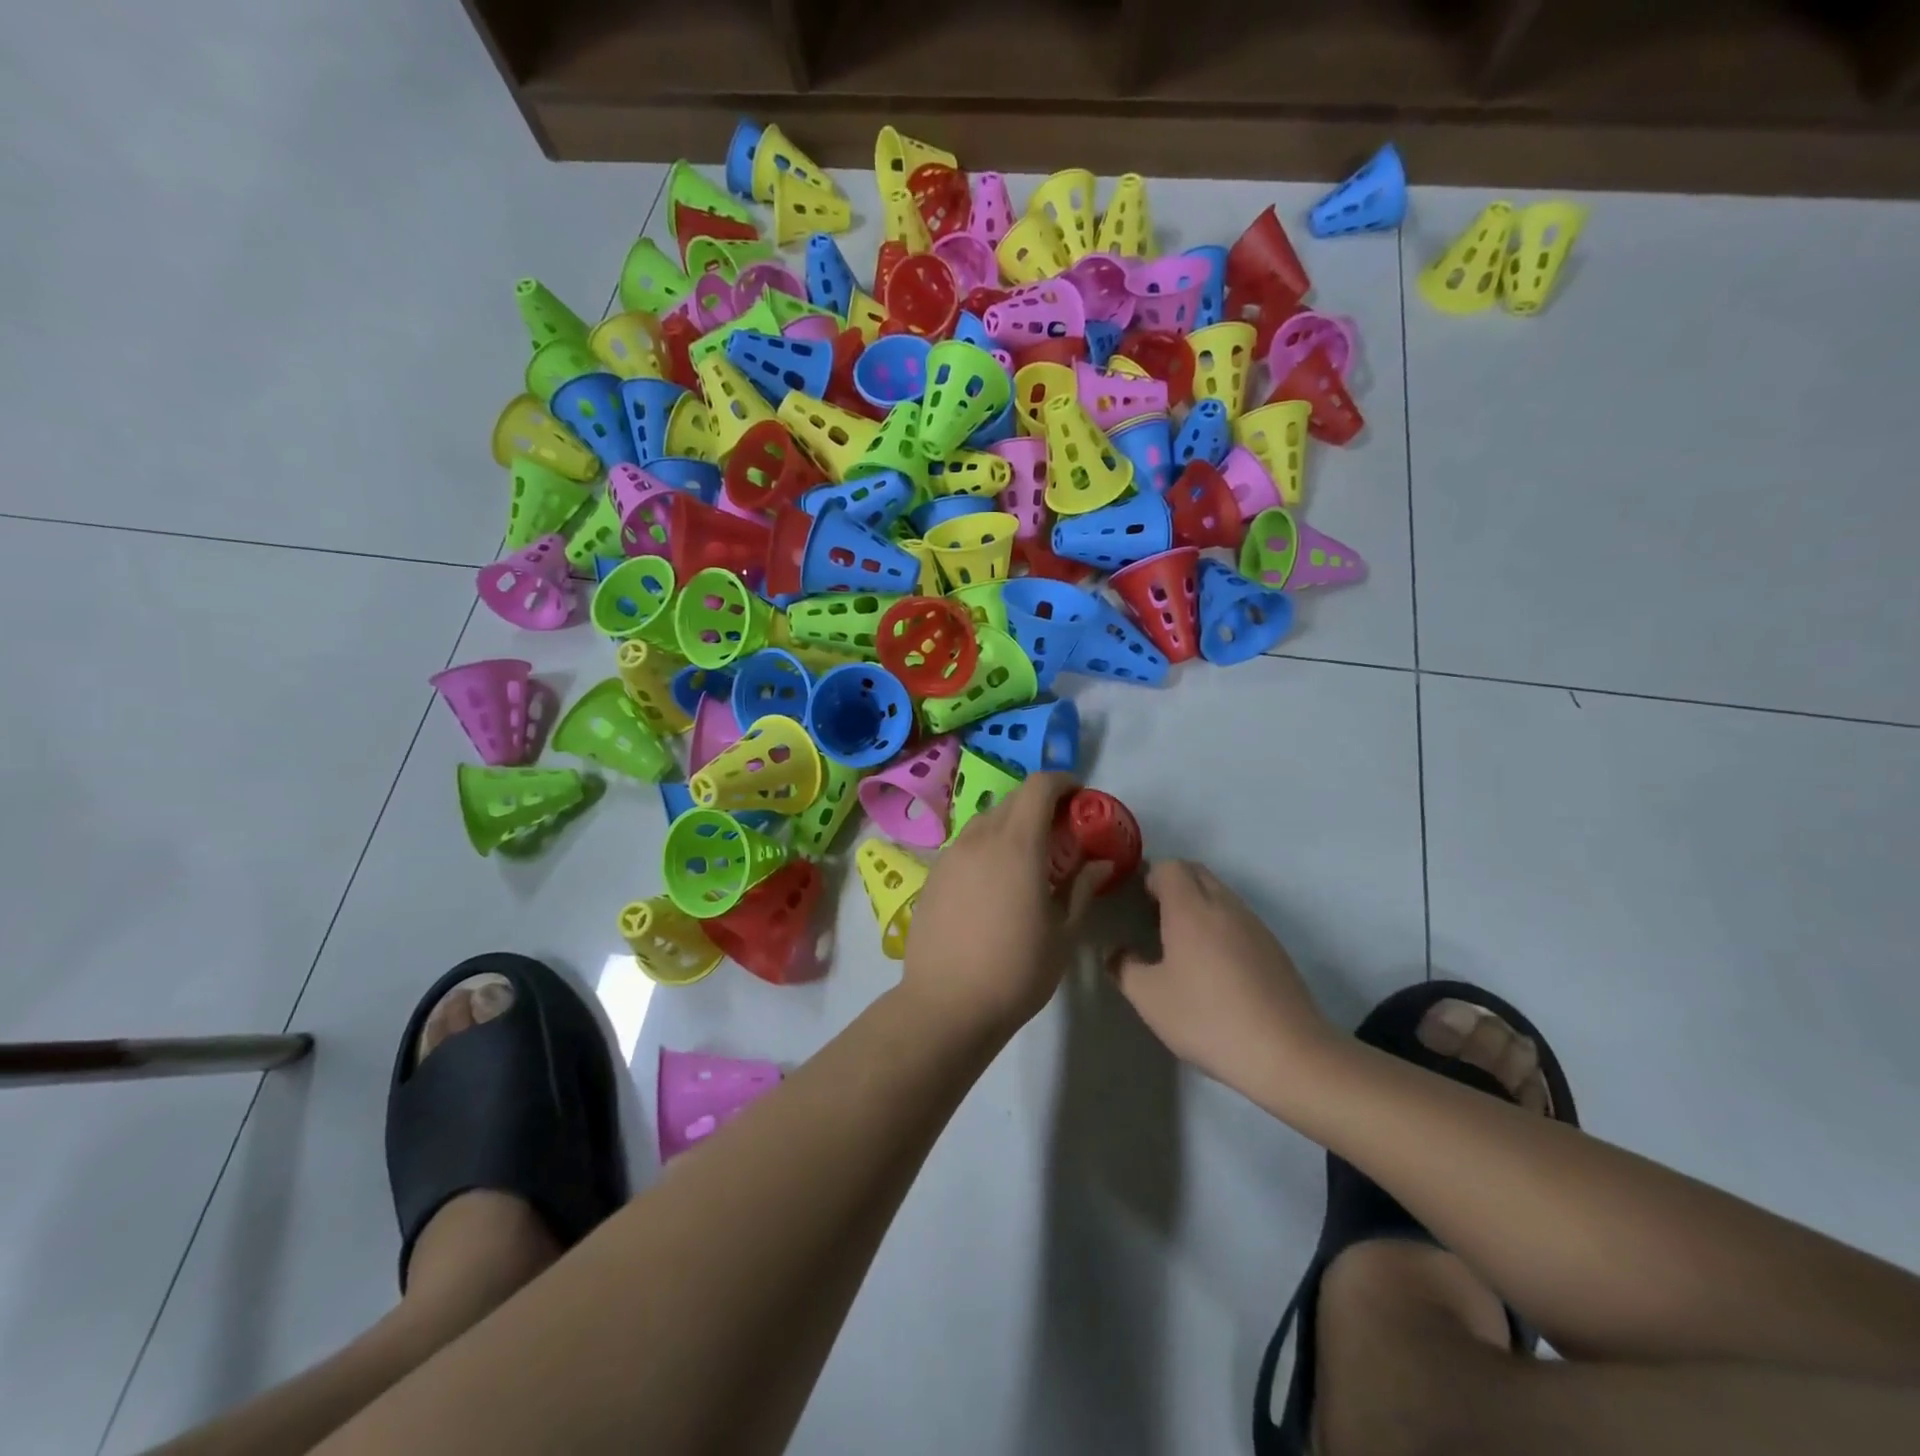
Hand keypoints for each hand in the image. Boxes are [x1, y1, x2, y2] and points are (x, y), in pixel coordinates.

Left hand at [904, 772, 1104, 1034]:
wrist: (946, 1004)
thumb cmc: (1016, 970)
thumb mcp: (1063, 933)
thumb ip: (1083, 888)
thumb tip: (1101, 863)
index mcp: (1017, 845)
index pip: (1039, 787)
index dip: (1063, 782)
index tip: (1080, 797)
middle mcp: (979, 838)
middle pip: (1013, 799)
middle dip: (1041, 804)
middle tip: (1061, 831)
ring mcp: (950, 855)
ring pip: (986, 821)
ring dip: (1012, 825)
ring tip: (1028, 858)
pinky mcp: (933, 875)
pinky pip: (966, 845)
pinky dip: (987, 846)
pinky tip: (994, 882)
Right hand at [1109, 860, 1336, 1099]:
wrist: (1287, 1053)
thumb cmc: (1208, 1018)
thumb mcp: (1150, 999)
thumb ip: (1124, 968)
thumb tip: (1116, 952)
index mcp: (1191, 908)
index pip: (1169, 867)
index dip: (1149, 877)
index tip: (1136, 905)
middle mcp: (1224, 905)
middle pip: (1196, 872)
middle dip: (1172, 884)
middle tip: (1154, 918)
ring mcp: (1254, 924)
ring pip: (1220, 894)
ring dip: (1198, 904)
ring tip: (1182, 944)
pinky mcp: (1273, 947)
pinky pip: (1238, 918)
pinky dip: (1220, 925)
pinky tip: (1214, 966)